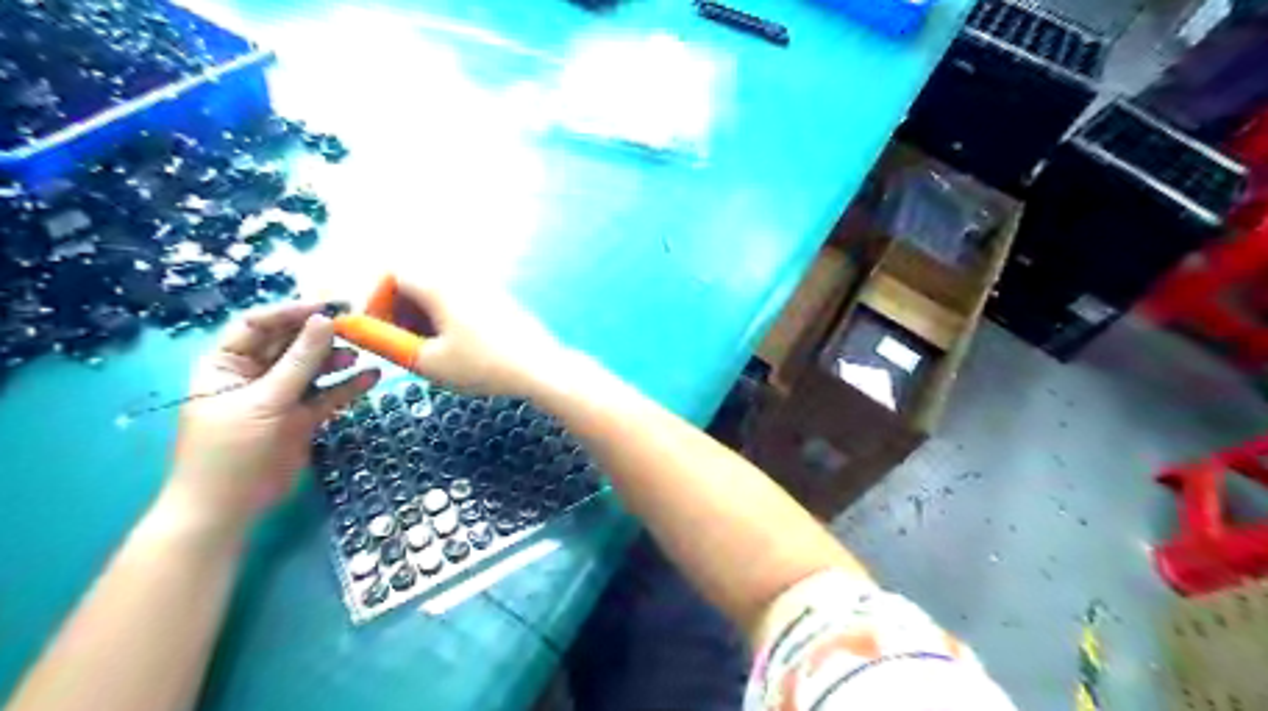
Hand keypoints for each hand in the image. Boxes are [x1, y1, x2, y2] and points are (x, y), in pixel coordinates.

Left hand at [161, 304, 374, 534]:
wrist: (229, 508)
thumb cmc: (232, 450)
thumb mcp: (265, 400)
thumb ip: (300, 361)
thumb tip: (325, 321)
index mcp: (227, 364)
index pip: (257, 324)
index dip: (291, 311)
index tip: (329, 306)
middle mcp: (254, 375)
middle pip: (290, 343)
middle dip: (320, 334)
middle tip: (355, 325)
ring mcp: (281, 396)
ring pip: (313, 368)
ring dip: (336, 359)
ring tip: (359, 354)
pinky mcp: (303, 417)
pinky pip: (329, 395)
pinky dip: (349, 386)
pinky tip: (372, 377)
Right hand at [380, 274, 569, 399]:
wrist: (540, 369)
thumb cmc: (481, 365)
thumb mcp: (427, 361)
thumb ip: (385, 342)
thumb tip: (349, 327)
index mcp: (439, 285)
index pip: (392, 275)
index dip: (377, 302)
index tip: (380, 333)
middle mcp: (461, 278)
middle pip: (416, 282)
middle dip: (399, 311)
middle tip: (403, 345)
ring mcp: (483, 287)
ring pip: (439, 294)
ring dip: (423, 317)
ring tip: (428, 351)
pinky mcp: (498, 301)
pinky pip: (460, 301)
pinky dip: (446, 319)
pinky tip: (456, 348)